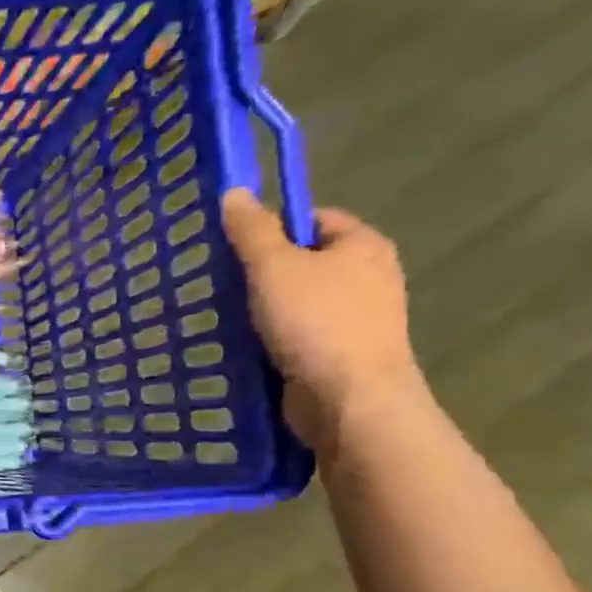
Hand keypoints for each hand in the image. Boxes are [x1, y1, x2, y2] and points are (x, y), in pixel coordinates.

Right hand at [220, 188, 421, 454]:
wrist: (349, 399)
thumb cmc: (316, 323)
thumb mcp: (274, 267)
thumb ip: (252, 230)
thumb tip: (235, 192)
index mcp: (363, 246)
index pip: (315, 219)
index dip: (274, 227)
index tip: (235, 246)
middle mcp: (369, 277)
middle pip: (305, 261)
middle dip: (264, 271)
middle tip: (223, 281)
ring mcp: (358, 320)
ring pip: (300, 301)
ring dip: (265, 309)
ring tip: (227, 316)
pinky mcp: (342, 355)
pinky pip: (300, 335)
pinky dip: (274, 338)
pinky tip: (246, 346)